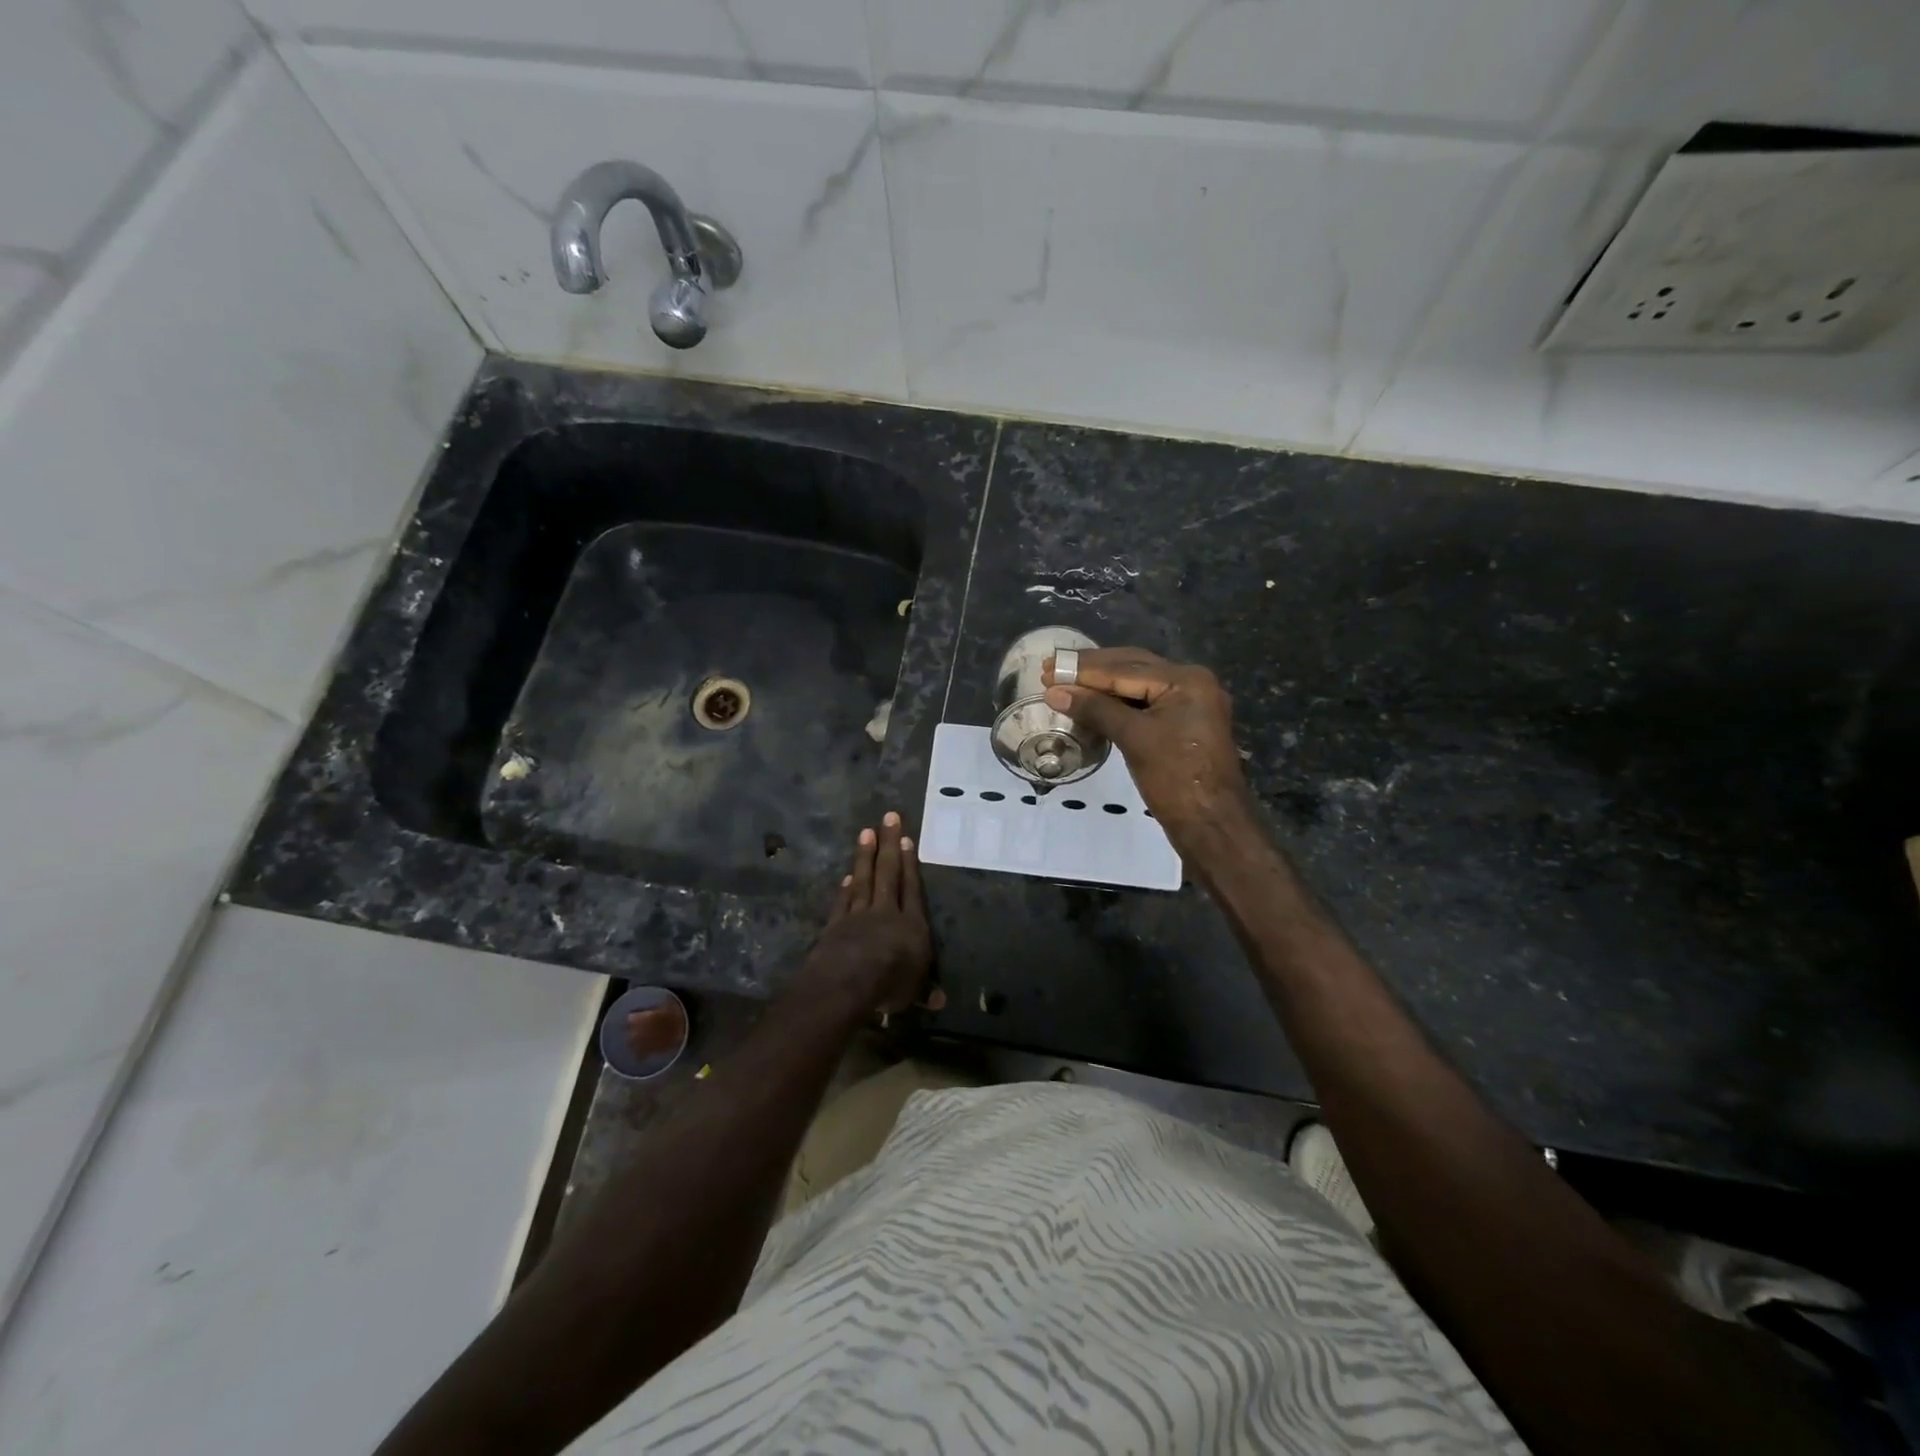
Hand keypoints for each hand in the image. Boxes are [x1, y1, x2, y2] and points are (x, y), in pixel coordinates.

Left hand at [799, 812, 940, 1017]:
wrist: (848, 981)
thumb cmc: (890, 984)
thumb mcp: (913, 991)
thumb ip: (925, 990)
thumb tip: (941, 1001)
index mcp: (912, 925)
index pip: (912, 888)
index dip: (910, 864)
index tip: (907, 839)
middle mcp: (886, 912)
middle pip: (889, 873)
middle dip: (889, 844)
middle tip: (888, 816)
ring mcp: (858, 915)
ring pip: (864, 879)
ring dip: (865, 856)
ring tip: (866, 832)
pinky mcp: (836, 924)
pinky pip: (844, 901)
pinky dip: (846, 888)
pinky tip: (847, 875)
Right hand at [1043, 647, 1253, 843]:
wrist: (1212, 825)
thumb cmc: (1175, 779)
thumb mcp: (1133, 738)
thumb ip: (1095, 709)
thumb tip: (1054, 692)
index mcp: (1186, 680)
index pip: (1125, 668)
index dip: (1083, 670)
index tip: (1047, 669)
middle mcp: (1191, 682)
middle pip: (1132, 667)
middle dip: (1091, 670)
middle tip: (1052, 669)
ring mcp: (1189, 703)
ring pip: (1137, 684)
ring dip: (1102, 684)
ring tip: (1065, 682)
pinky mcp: (1182, 723)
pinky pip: (1144, 702)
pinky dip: (1116, 702)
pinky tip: (1091, 703)